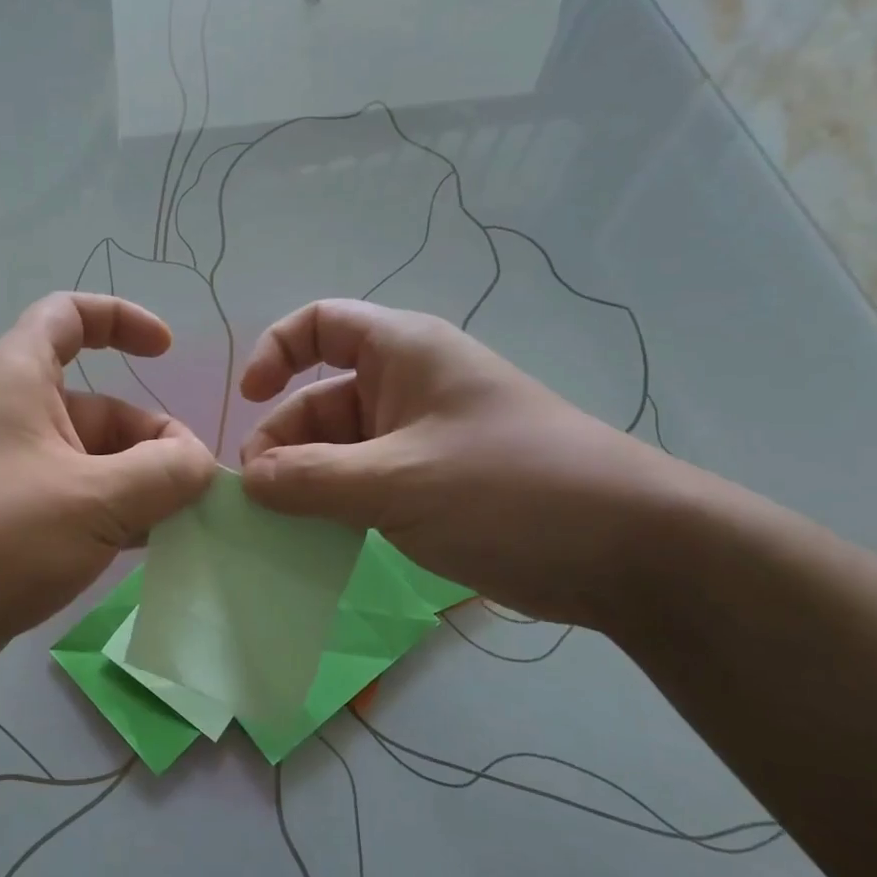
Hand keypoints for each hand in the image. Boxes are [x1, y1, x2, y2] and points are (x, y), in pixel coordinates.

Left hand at [0, 293, 216, 693]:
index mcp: (17, 379)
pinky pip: (64, 505)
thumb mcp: (93, 500)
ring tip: (174, 528)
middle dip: (149, 442)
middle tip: (190, 494)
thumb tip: (199, 464)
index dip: (122, 320)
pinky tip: (136, 552)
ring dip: (132, 488)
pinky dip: (103, 519)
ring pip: (84, 464)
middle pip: (96, 408)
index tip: (166, 353)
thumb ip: (162, 474)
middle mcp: (6, 417)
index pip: (70, 316)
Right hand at [236, 300, 688, 629]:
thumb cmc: (509, 489)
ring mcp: (420, 440)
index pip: (320, 325)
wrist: (628, 551)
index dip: (275, 352)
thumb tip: (248, 481)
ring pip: (339, 450)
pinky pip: (365, 485)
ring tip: (283, 529)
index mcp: (403, 352)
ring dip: (306, 484)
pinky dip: (336, 507)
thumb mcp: (398, 481)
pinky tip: (318, 544)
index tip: (248, 400)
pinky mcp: (433, 486)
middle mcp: (407, 387)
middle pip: (320, 399)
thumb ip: (312, 480)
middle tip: (260, 500)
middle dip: (284, 442)